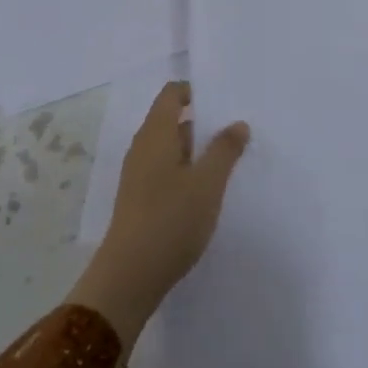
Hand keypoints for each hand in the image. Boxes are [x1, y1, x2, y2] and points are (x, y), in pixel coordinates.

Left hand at [68, 82, 249, 347]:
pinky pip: (166, 171)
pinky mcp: (140, 199)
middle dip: (202, 122)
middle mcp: (143, 148)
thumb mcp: (208, 183)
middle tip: (236, 130)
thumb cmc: (171, 219)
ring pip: (170, 148)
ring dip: (197, 150)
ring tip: (230, 160)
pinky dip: (187, 171)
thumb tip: (237, 123)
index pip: (171, 94)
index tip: (224, 100)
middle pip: (171, 120)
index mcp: (156, 134)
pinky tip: (207, 191)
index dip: (195, 91)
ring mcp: (138, 175)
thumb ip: (224, 150)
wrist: (130, 275)